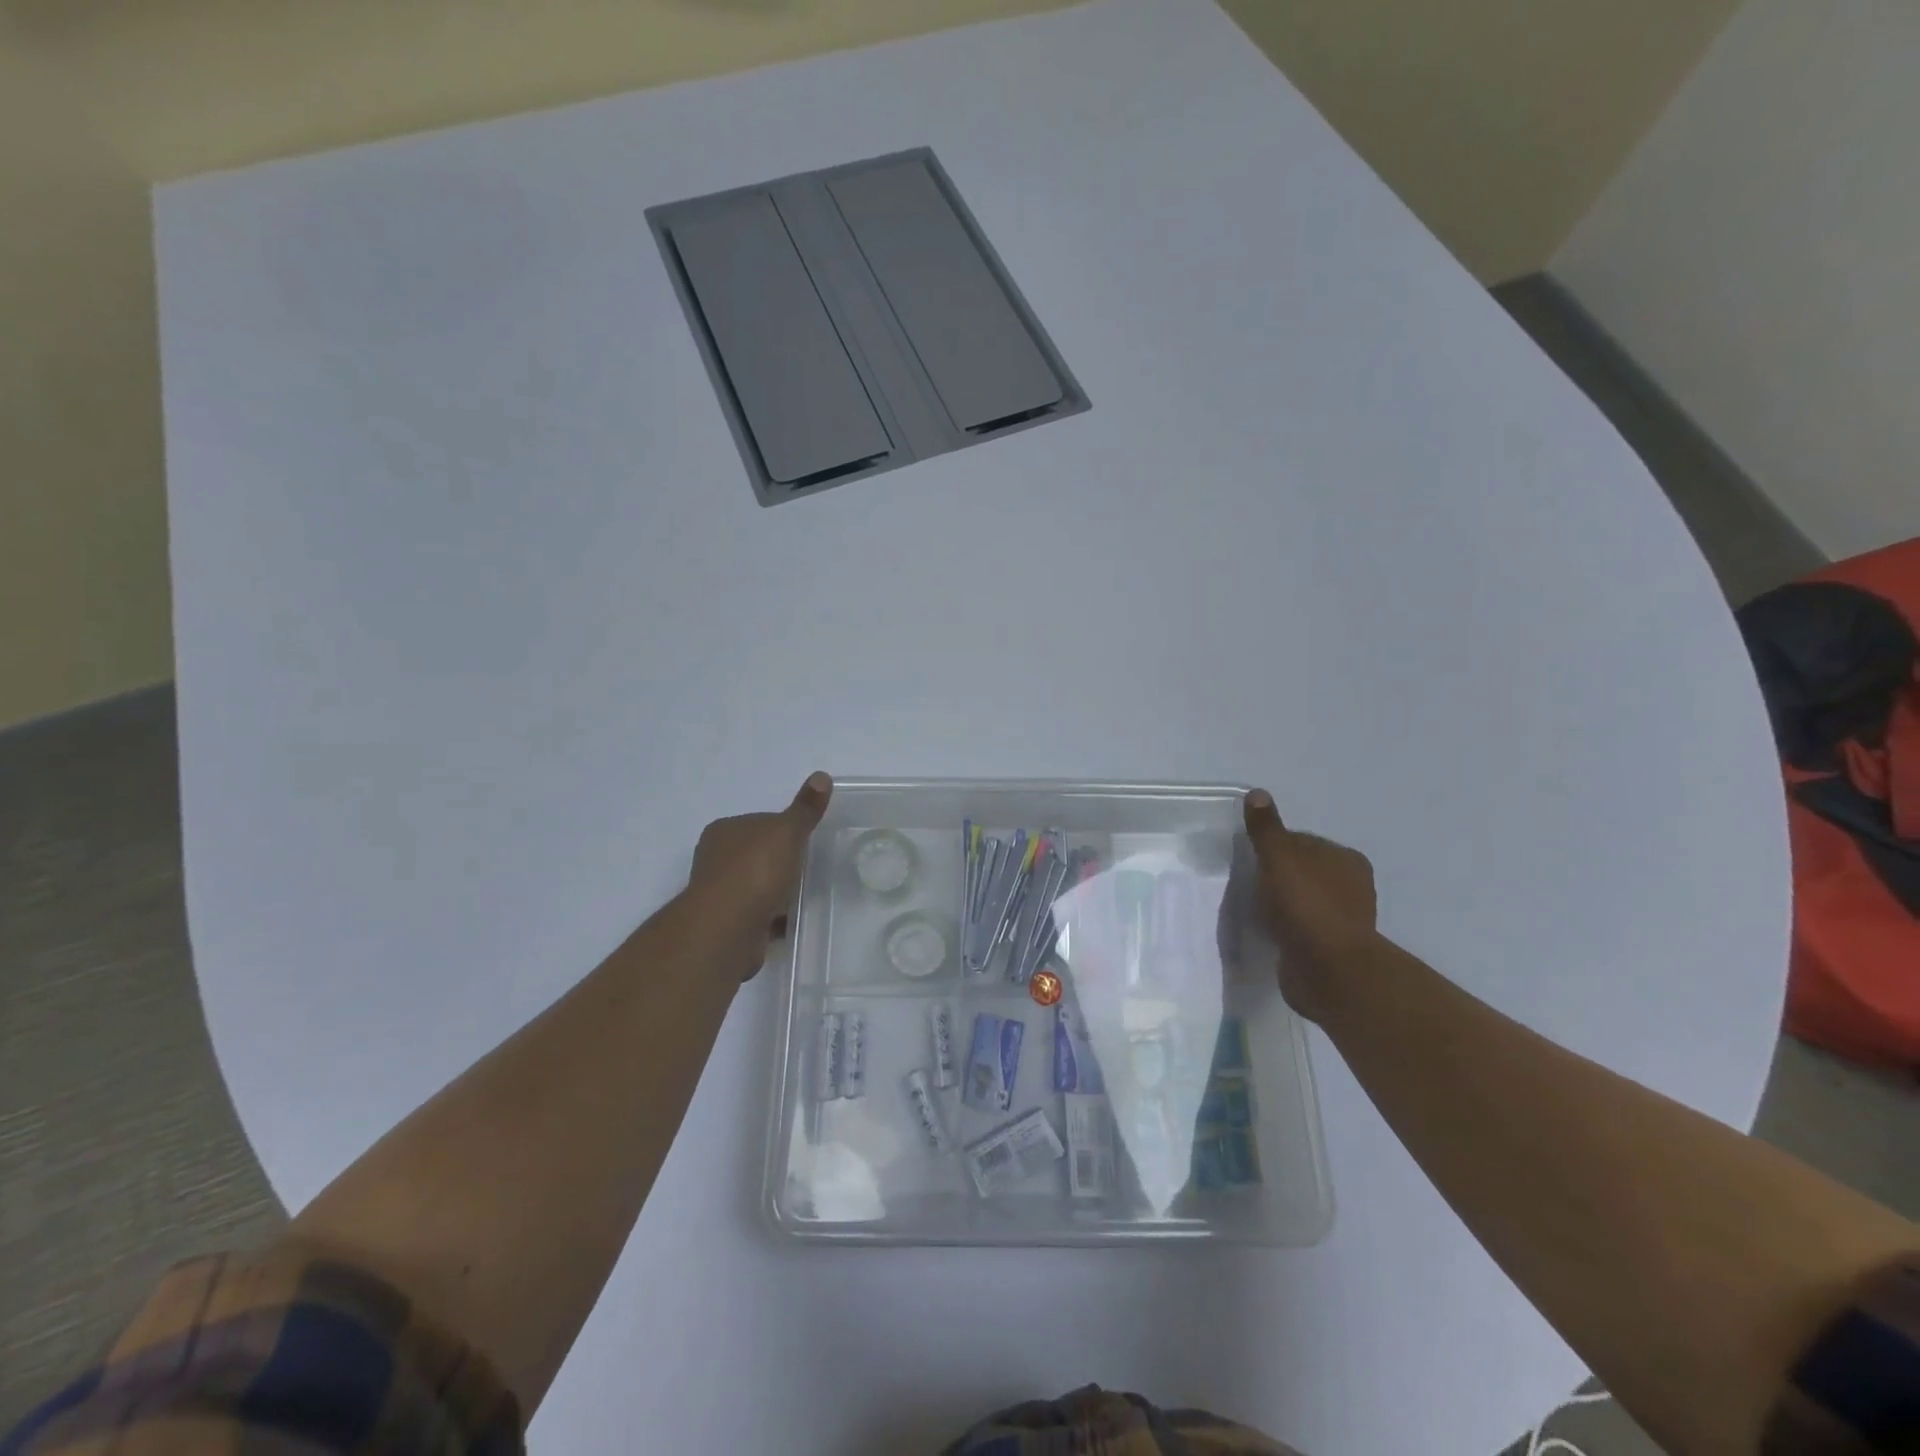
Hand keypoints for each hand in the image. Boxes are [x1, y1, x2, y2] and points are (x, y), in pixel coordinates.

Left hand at [689, 772, 832, 974]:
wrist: (728, 927)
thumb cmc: (755, 870)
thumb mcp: (787, 831)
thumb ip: (805, 808)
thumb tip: (821, 776)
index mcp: (725, 830)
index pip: (759, 822)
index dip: (783, 829)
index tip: (806, 841)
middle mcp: (716, 859)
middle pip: (757, 854)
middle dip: (780, 862)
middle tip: (811, 868)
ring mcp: (720, 894)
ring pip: (756, 886)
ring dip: (777, 891)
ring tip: (806, 896)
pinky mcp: (728, 924)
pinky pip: (758, 914)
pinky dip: (774, 917)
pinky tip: (793, 920)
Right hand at [1243, 788, 1377, 1020]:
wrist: (1328, 969)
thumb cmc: (1305, 904)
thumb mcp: (1279, 857)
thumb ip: (1266, 828)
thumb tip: (1258, 793)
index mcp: (1346, 859)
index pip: (1303, 841)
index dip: (1274, 847)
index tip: (1251, 858)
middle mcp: (1352, 886)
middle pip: (1304, 871)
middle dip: (1278, 875)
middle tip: (1248, 883)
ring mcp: (1343, 919)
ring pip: (1303, 900)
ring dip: (1282, 903)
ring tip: (1254, 908)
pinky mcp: (1331, 947)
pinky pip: (1301, 928)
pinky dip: (1286, 927)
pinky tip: (1268, 930)